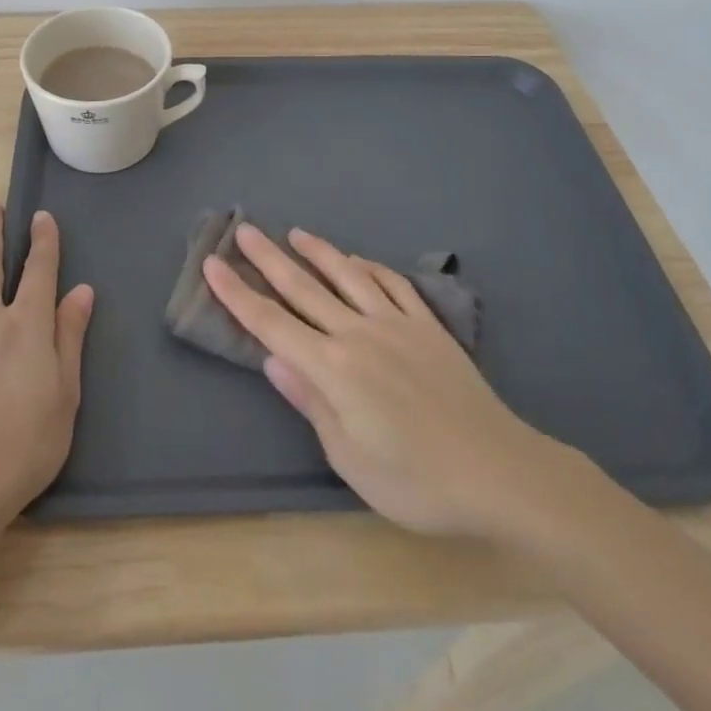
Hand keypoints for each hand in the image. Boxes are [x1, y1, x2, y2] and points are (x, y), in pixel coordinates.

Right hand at [204, 224, 578, 540]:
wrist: (499, 471)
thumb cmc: (416, 481)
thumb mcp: (350, 458)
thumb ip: (311, 402)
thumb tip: (274, 359)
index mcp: (333, 369)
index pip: (272, 323)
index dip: (238, 294)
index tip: (212, 265)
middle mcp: (358, 334)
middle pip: (303, 288)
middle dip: (268, 259)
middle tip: (244, 230)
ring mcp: (396, 324)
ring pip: (347, 275)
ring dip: (318, 252)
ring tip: (295, 233)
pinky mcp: (428, 326)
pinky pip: (393, 285)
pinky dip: (370, 267)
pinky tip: (357, 261)